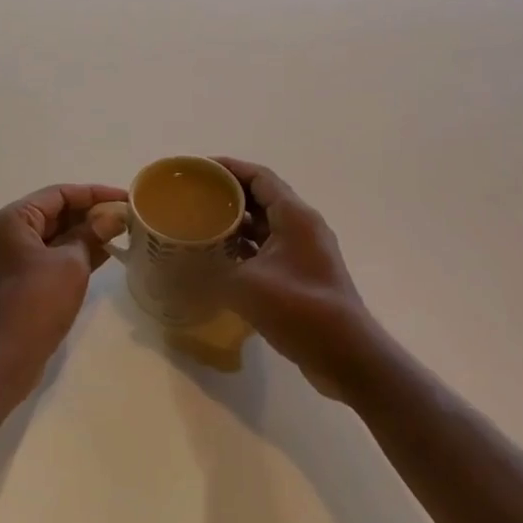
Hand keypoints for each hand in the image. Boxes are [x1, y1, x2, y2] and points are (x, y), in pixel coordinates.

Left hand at [0, 182, 127, 393]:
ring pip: (51, 236)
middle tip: (125, 218)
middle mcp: (3, 233)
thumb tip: (113, 217)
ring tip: (120, 234)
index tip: (126, 199)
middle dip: (90, 214)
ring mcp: (6, 258)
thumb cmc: (37, 303)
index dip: (95, 194)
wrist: (4, 359)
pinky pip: (46, 256)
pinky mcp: (13, 280)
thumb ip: (92, 234)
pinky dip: (71, 254)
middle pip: (53, 213)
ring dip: (83, 235)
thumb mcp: (72, 264)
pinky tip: (102, 255)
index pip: (58, 194)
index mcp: (11, 219)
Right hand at [216, 158, 385, 392]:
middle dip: (227, 196)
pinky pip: (269, 248)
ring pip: (265, 226)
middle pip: (261, 198)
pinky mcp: (303, 274)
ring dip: (235, 224)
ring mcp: (305, 251)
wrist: (346, 355)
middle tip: (193, 198)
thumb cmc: (299, 309)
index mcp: (294, 216)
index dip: (228, 168)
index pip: (259, 177)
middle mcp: (302, 226)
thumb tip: (175, 268)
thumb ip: (209, 272)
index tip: (197, 169)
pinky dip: (245, 248)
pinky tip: (220, 259)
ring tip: (200, 226)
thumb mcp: (245, 286)